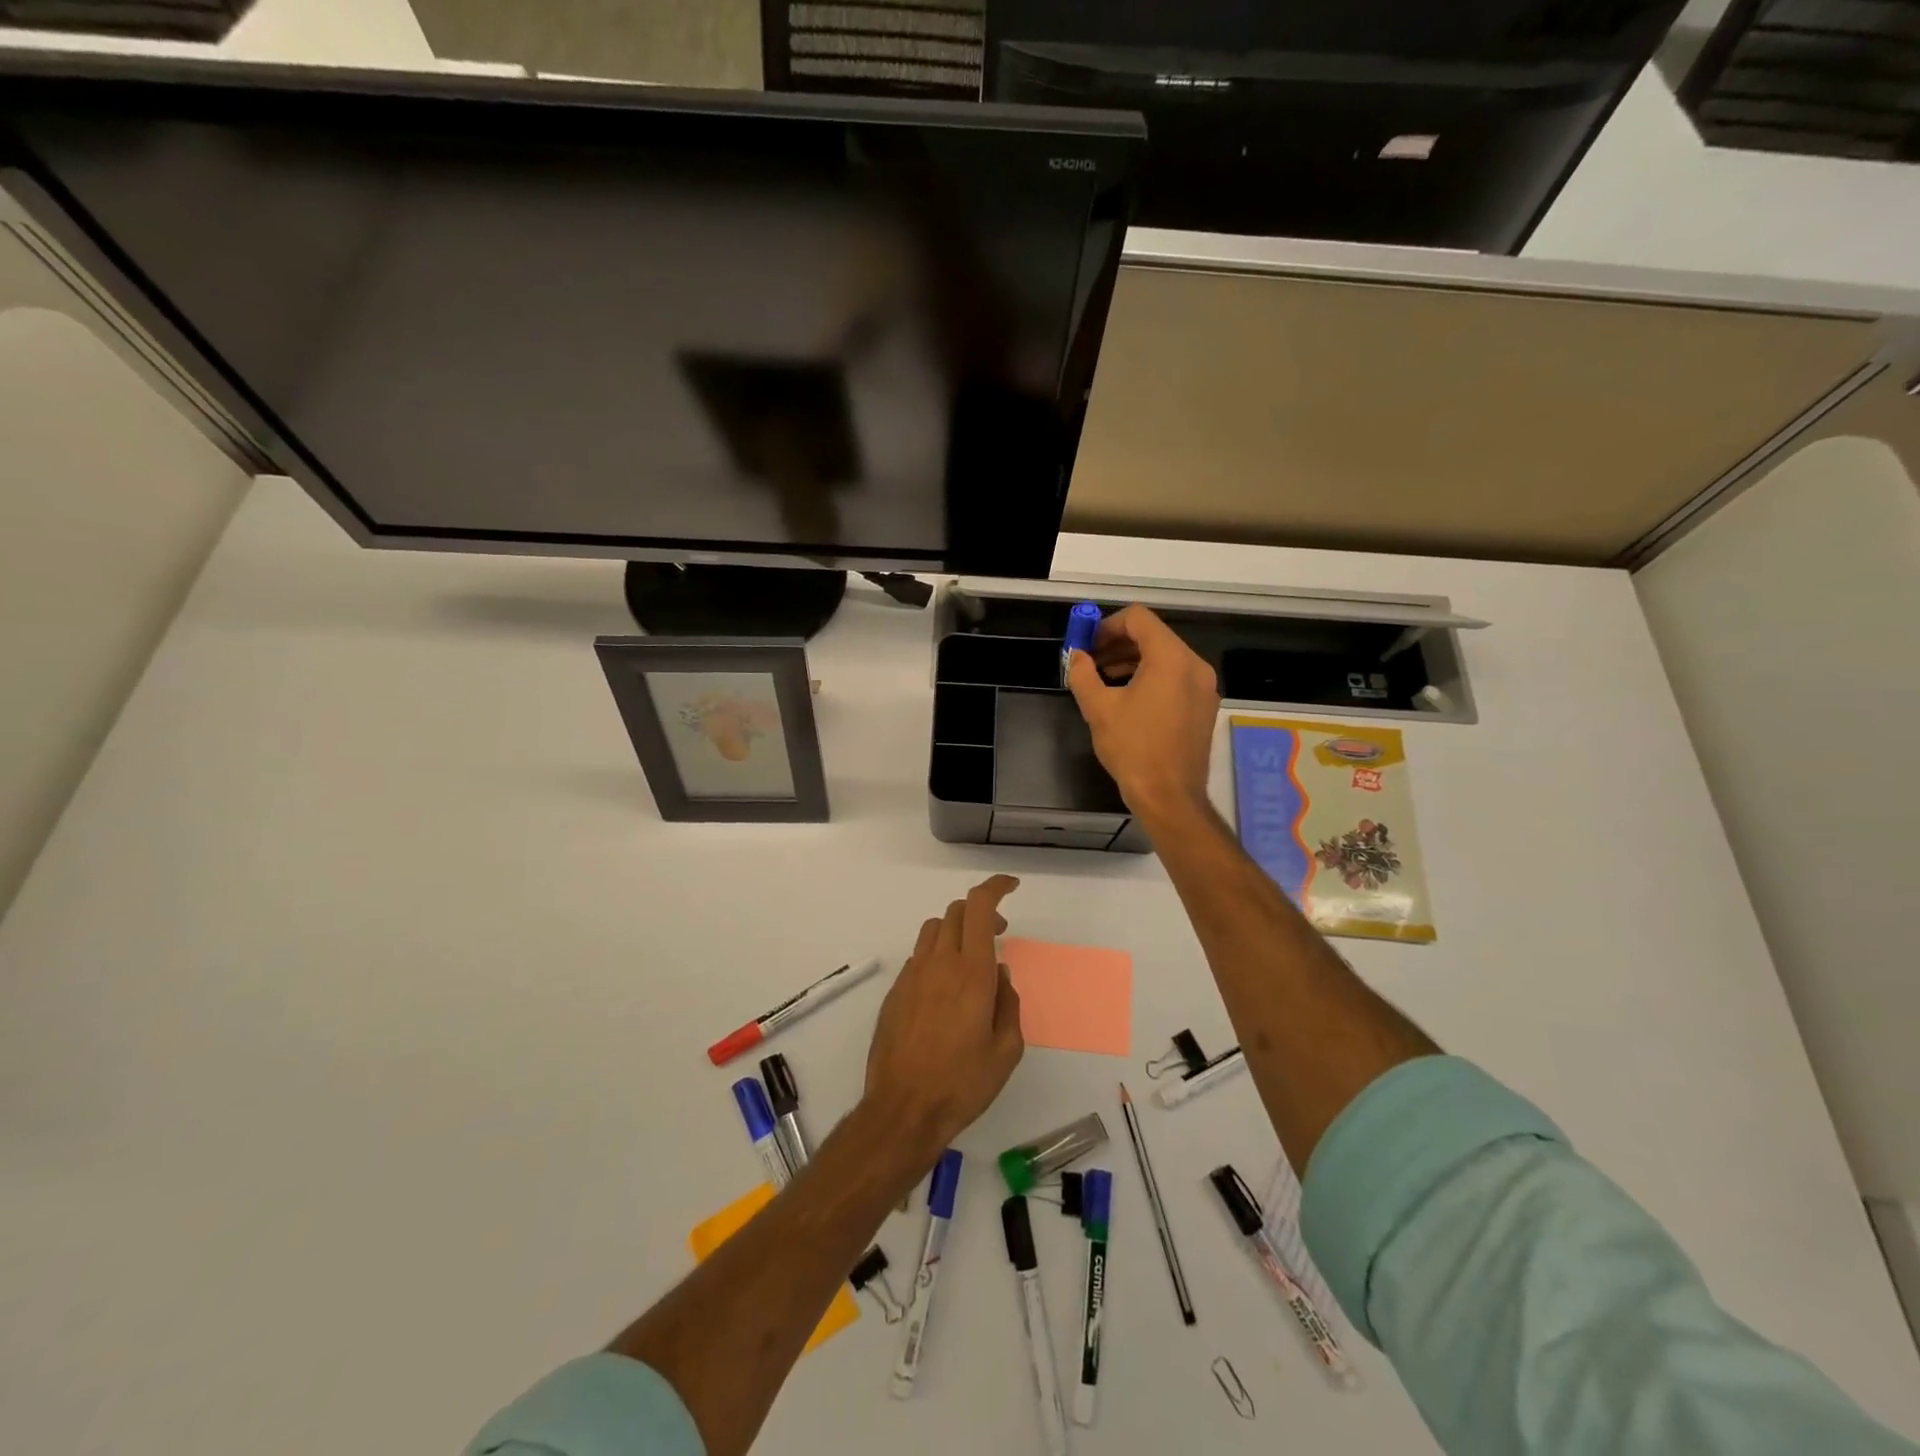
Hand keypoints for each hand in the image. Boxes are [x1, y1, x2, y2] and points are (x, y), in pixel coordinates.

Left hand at [863, 875, 1023, 1166]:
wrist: (902, 1109)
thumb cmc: (962, 1083)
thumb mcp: (1006, 1050)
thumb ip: (1009, 1004)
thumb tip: (1001, 976)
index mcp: (972, 972)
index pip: (979, 907)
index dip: (996, 887)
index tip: (1012, 887)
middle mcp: (940, 963)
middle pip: (956, 911)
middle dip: (981, 911)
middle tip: (999, 933)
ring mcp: (913, 975)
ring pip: (934, 928)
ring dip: (956, 929)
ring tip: (971, 957)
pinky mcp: (895, 991)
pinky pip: (919, 956)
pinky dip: (937, 954)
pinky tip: (945, 987)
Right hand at [1066, 605, 1219, 821]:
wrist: (1169, 796)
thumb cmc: (1133, 748)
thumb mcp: (1098, 709)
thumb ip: (1083, 674)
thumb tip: (1076, 656)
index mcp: (1170, 658)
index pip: (1138, 618)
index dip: (1107, 625)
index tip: (1087, 644)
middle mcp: (1194, 664)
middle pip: (1153, 636)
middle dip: (1118, 644)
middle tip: (1091, 662)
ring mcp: (1204, 686)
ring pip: (1165, 657)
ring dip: (1133, 661)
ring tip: (1104, 681)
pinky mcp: (1204, 706)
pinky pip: (1176, 677)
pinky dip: (1151, 678)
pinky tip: (1128, 699)